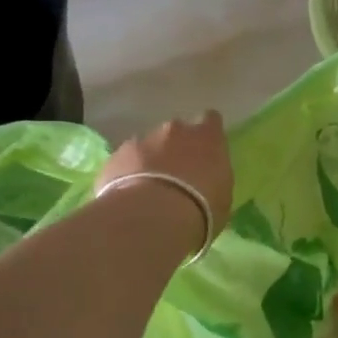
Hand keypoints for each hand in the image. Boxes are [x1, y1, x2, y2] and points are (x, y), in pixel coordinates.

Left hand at [97, 112, 233, 248]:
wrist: (153, 217)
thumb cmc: (201, 209)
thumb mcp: (222, 197)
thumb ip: (214, 179)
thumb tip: (206, 181)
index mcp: (207, 137)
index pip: (211, 121)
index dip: (207, 134)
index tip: (206, 150)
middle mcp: (175, 130)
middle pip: (176, 132)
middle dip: (175, 148)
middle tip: (176, 177)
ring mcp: (142, 140)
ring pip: (147, 146)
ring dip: (149, 162)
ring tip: (149, 192)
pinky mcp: (115, 157)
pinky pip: (124, 163)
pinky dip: (126, 175)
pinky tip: (129, 199)